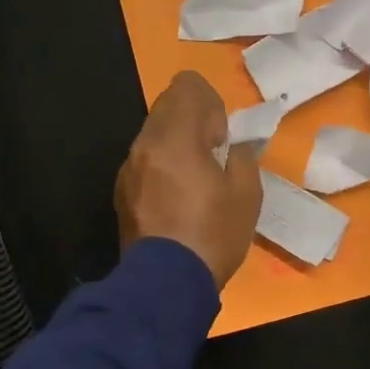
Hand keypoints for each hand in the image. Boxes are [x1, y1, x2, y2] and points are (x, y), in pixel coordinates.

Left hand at [116, 72, 261, 288]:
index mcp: (176, 137)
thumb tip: (233, 147)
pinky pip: (145, 162)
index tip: (222, 135)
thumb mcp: (247, 193)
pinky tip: (179, 200)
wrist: (166, 283)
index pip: (186, 85)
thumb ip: (242, 157)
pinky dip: (163, 167)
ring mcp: (128, 169)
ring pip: (153, 135)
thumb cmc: (213, 234)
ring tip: (198, 180)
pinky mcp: (122, 192)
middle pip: (167, 107)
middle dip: (194, 121)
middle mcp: (145, 145)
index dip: (210, 101)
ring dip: (177, 144)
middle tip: (214, 155)